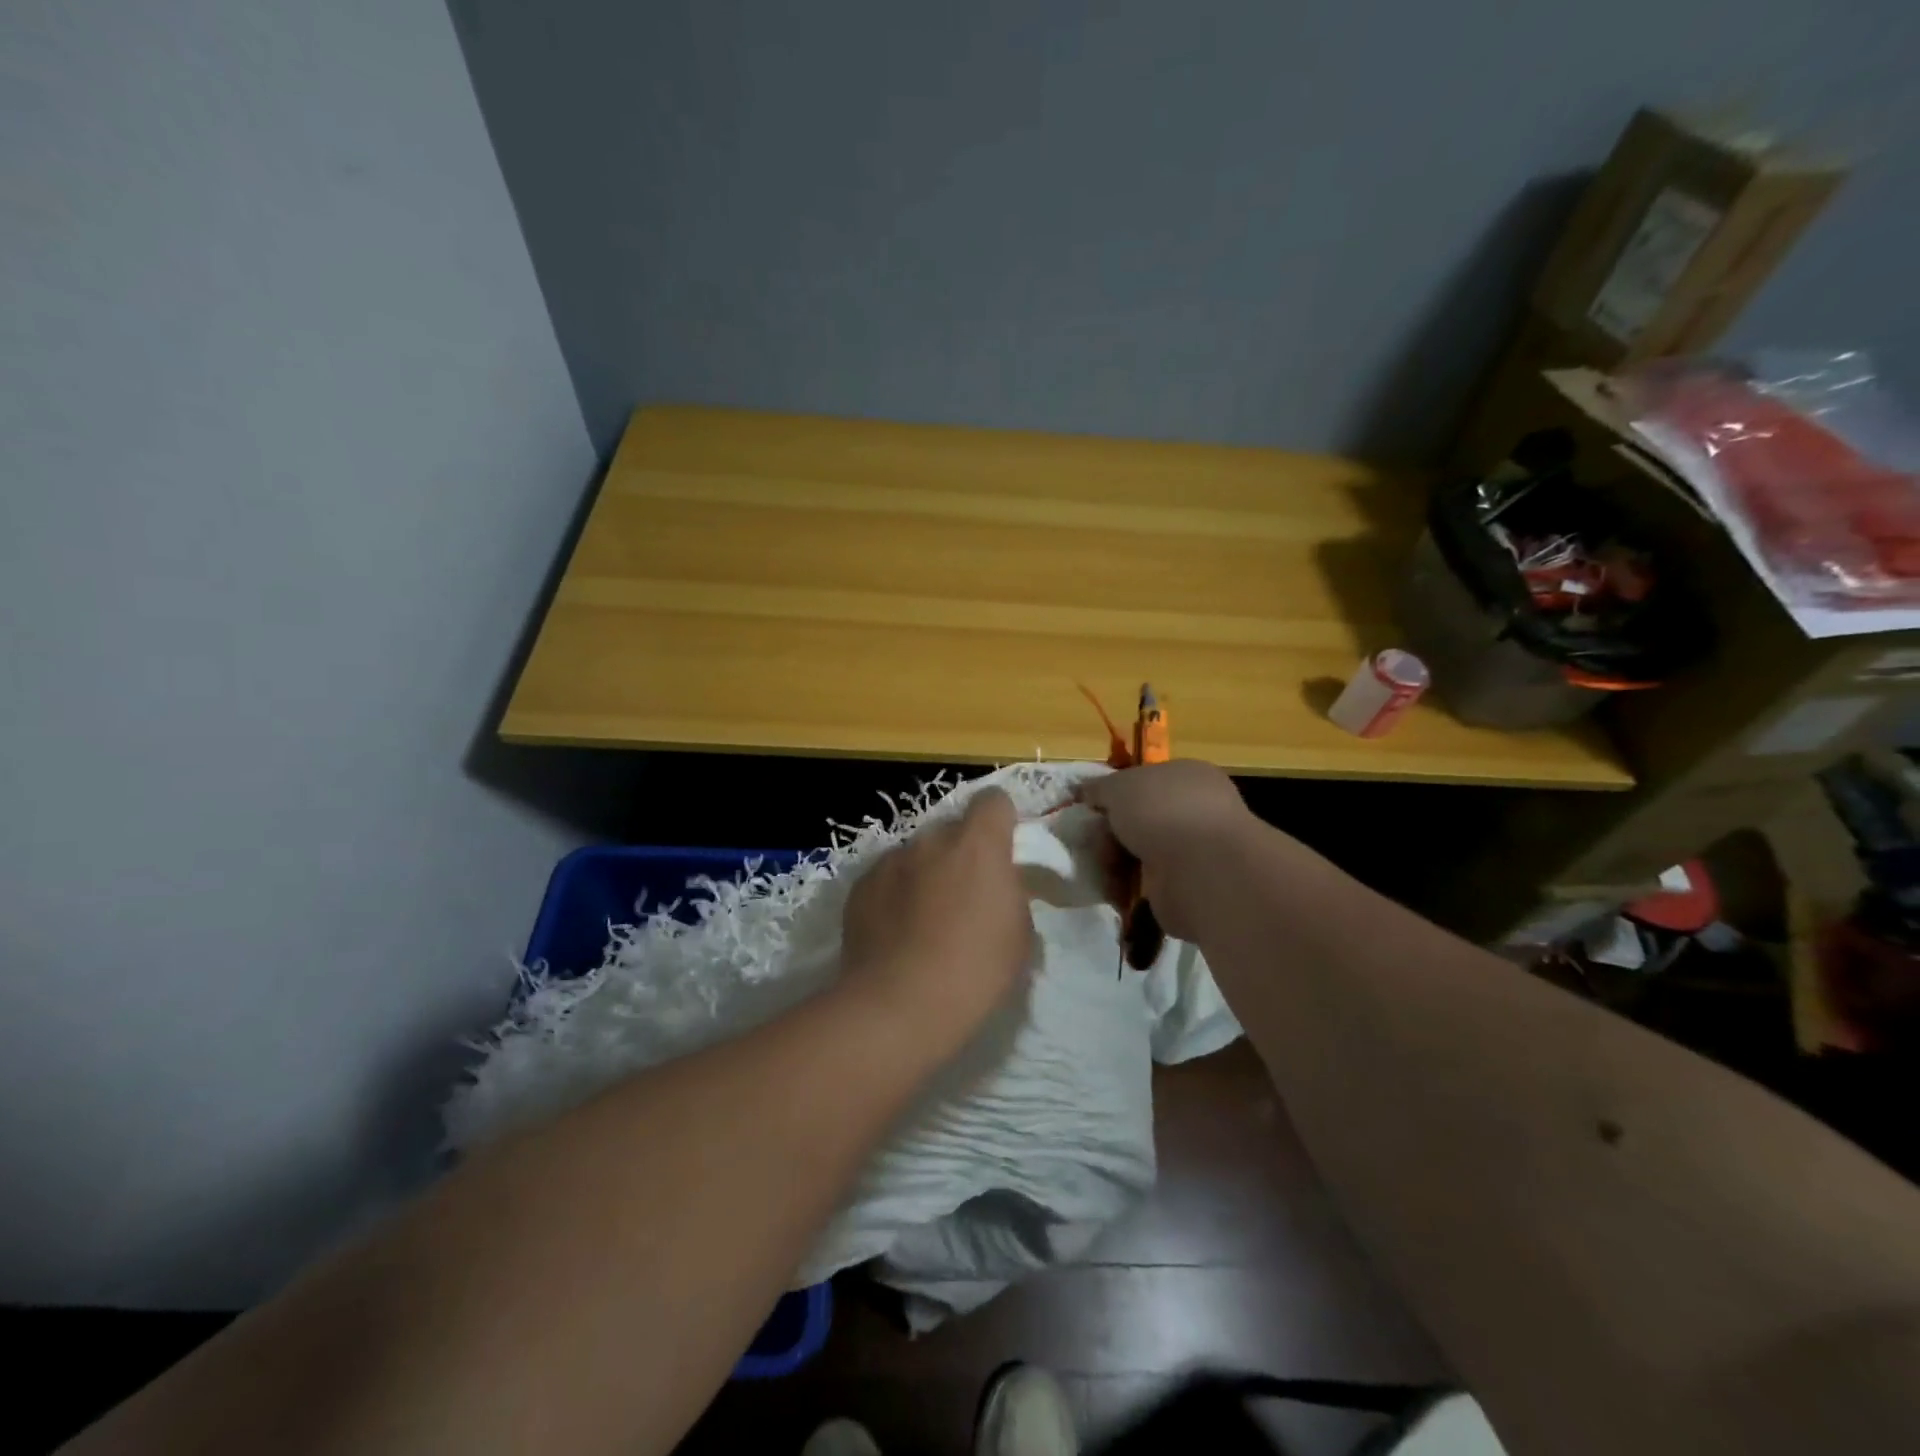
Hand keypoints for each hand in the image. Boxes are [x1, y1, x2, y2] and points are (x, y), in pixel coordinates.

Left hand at [838, 788, 1032, 1057]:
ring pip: (917, 855)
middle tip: (965, 896)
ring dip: (926, 874)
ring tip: (924, 920)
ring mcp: (891, 860)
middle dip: (961, 853)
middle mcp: (932, 840)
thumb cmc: (975, 970)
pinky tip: (895, 934)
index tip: (1003, 849)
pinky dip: (895, 895)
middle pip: (952, 830)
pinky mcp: (860, 886)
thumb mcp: (1020, 934)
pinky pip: (887, 878)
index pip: (994, 801)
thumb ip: (1011, 892)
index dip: (1000, 820)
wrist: (898, 1004)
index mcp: (978, 845)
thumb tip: (998, 885)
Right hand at [1078, 761, 1260, 941]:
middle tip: (1093, 841)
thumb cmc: (1162, 811)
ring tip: (1104, 868)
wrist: (1200, 869)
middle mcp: (1194, 810)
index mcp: (1186, 775)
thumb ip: (1099, 787)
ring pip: (1136, 852)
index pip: (1143, 781)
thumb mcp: (1118, 785)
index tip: (1090, 808)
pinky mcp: (1185, 887)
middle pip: (1136, 819)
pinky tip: (1116, 889)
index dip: (1114, 794)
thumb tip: (1087, 792)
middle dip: (1109, 832)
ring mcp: (1192, 851)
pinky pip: (1143, 883)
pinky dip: (1126, 887)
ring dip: (1114, 861)